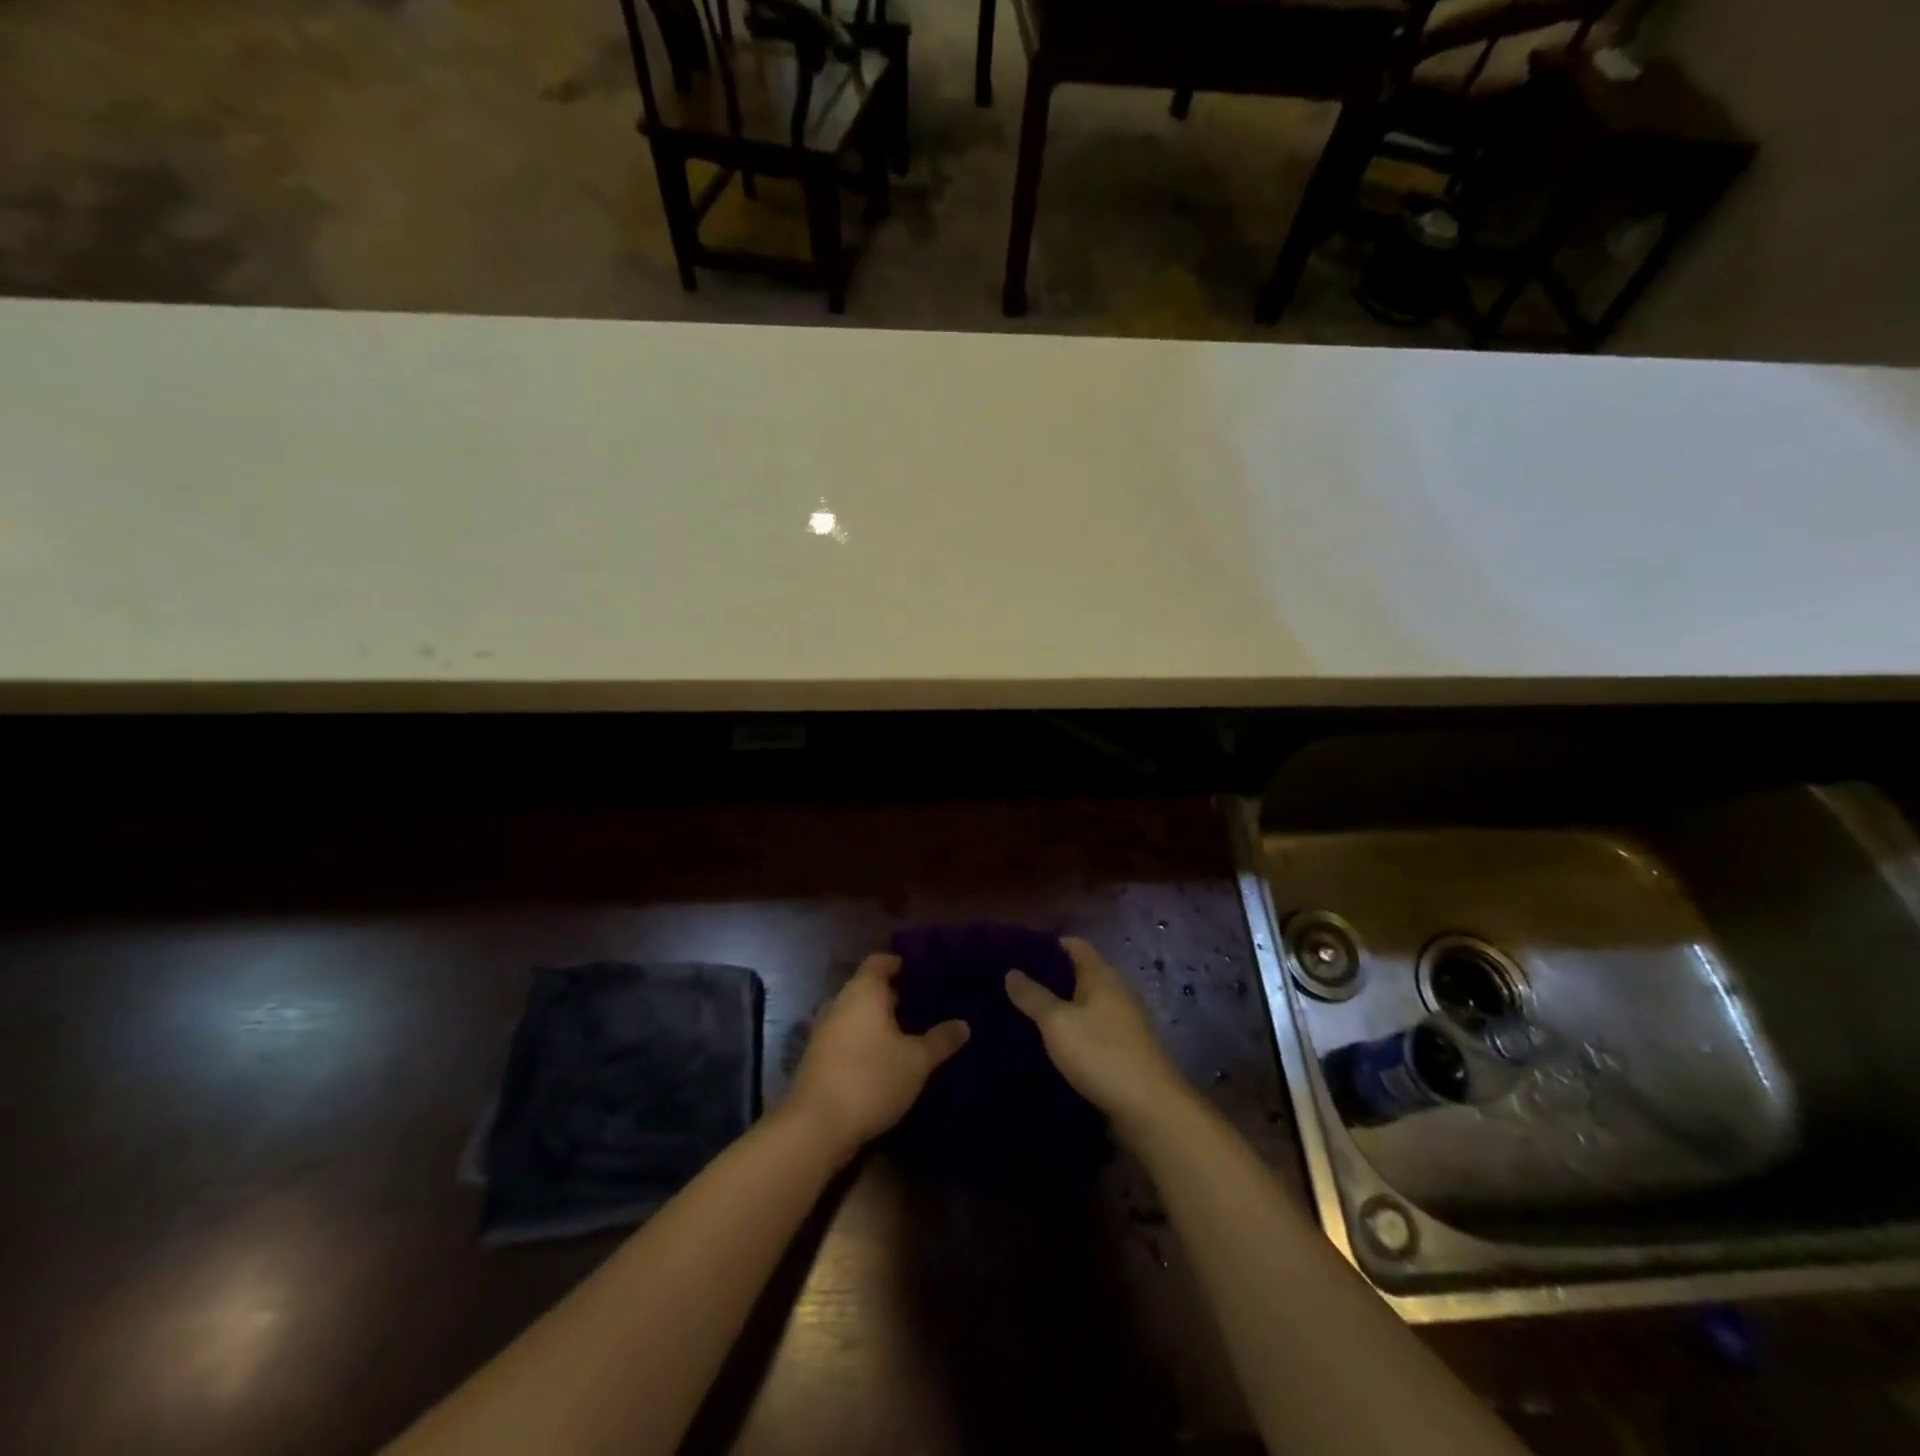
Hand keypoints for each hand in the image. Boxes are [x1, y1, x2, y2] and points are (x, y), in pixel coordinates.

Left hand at [786, 954, 969, 1164]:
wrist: (816, 1126)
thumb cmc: (871, 1078)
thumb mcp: (916, 1061)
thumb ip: (940, 1040)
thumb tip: (963, 1025)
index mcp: (862, 992)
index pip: (879, 962)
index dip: (899, 964)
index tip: (922, 974)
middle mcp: (840, 1003)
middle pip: (868, 988)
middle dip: (894, 996)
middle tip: (925, 1005)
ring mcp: (825, 1031)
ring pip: (857, 1015)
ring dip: (879, 1022)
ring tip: (911, 1034)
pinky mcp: (818, 1059)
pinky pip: (848, 1037)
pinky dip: (866, 1041)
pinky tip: (887, 1060)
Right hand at [1005, 937, 1192, 1141]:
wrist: (1149, 1108)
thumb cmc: (1101, 1054)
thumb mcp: (1058, 1023)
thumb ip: (1034, 996)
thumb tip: (1011, 971)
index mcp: (1101, 975)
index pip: (1074, 945)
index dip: (1046, 945)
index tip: (1017, 953)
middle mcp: (1115, 991)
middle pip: (1079, 974)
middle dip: (1049, 978)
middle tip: (1013, 986)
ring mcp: (1123, 1021)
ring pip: (1085, 1003)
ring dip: (1059, 1007)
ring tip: (1024, 1014)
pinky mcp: (1124, 1049)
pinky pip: (1091, 1029)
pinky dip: (1072, 1030)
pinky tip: (1051, 1044)